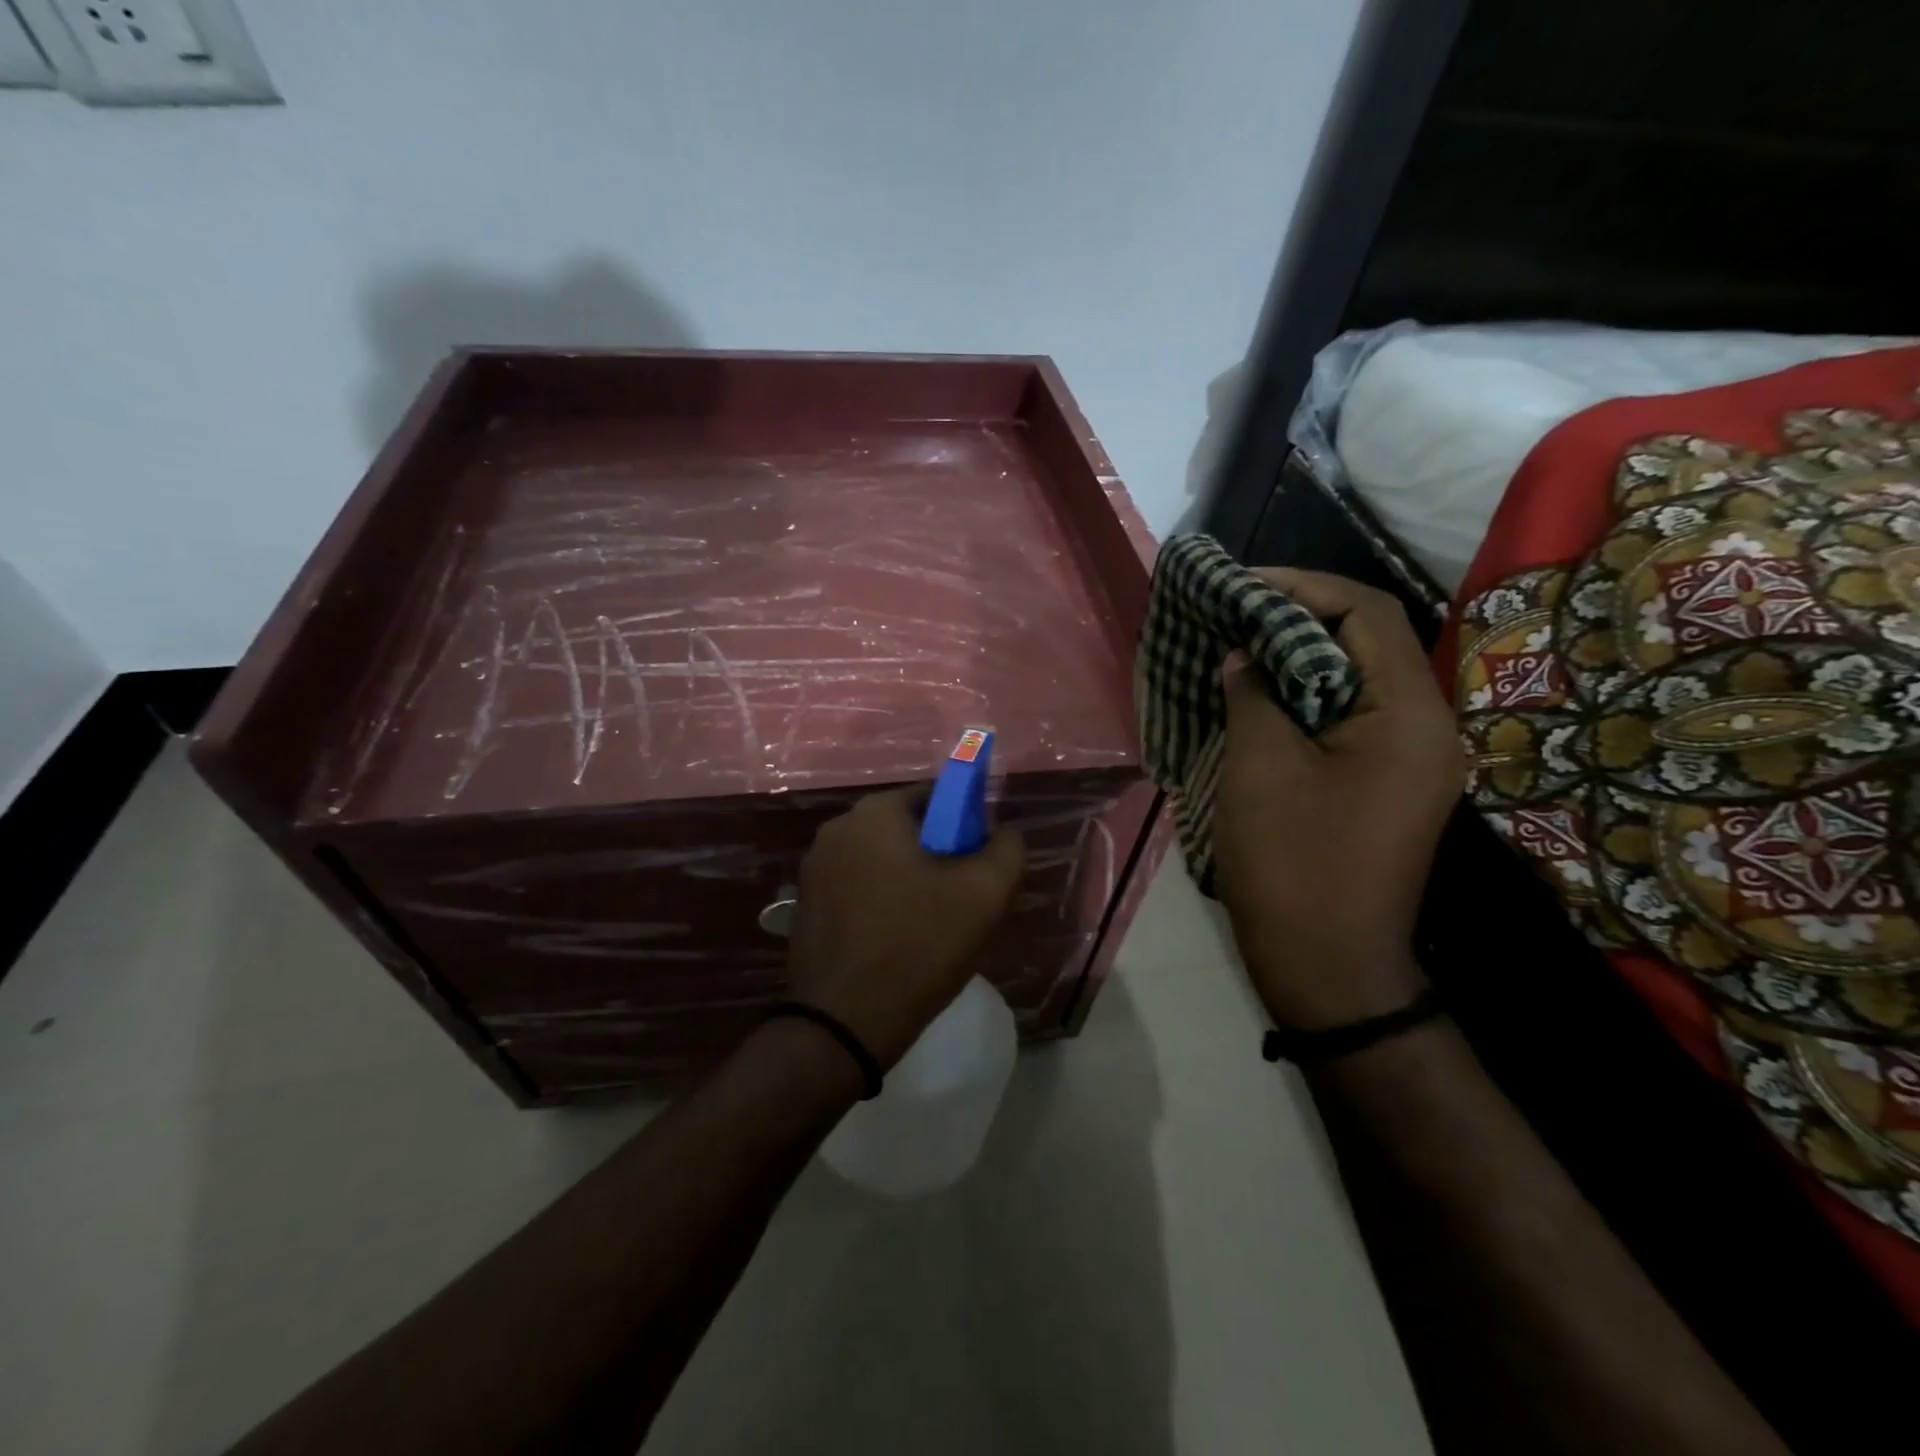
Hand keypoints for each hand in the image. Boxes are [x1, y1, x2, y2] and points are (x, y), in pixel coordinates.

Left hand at [788, 787, 1024, 1067]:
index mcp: (874, 813)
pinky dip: (881, 902)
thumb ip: (1007, 848)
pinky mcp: (805, 905)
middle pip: (906, 828)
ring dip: (909, 880)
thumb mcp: (986, 894)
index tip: (979, 864)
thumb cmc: (919, 945)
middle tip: (961, 898)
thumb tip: (1003, 832)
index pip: (935, 796)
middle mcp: (837, 829)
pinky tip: (896, 940)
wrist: (845, 1023)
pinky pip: (856, 888)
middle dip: (938, 854)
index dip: (966, 824)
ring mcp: (814, 869)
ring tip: (931, 926)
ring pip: (881, 860)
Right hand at [1213, 570, 1464, 1030]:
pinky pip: (1352, 717)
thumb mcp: (1261, 766)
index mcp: (1410, 715)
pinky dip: (1306, 696)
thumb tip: (1243, 654)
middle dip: (1299, 618)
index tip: (1242, 584)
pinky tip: (1261, 698)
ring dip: (1300, 657)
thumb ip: (1254, 693)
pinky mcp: (1389, 783)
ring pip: (1358, 679)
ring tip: (1240, 646)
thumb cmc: (1293, 862)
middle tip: (1235, 613)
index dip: (1303, 587)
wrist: (1327, 965)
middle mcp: (1428, 727)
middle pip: (1369, 641)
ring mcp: (1412, 759)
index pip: (1368, 614)